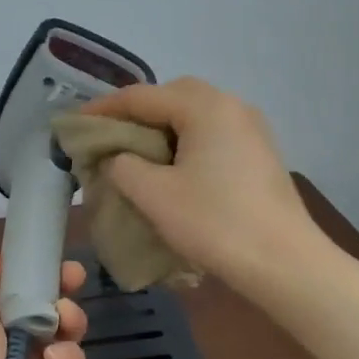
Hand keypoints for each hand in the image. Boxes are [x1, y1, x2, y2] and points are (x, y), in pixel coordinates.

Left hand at [0, 243, 88, 358]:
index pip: (13, 287)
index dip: (34, 270)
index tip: (52, 256)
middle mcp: (6, 341)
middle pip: (44, 307)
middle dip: (62, 289)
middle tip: (74, 277)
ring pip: (63, 334)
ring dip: (69, 319)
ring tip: (64, 317)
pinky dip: (67, 358)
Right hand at [81, 77, 314, 290]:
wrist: (284, 263)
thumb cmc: (215, 223)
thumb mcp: (154, 195)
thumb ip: (123, 166)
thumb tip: (116, 157)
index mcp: (205, 107)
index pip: (142, 96)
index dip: (103, 109)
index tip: (74, 125)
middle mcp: (232, 106)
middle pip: (173, 95)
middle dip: (137, 111)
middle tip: (109, 136)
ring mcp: (252, 130)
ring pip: (196, 114)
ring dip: (162, 127)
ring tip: (136, 153)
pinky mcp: (260, 154)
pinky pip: (213, 133)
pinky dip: (186, 141)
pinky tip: (173, 168)